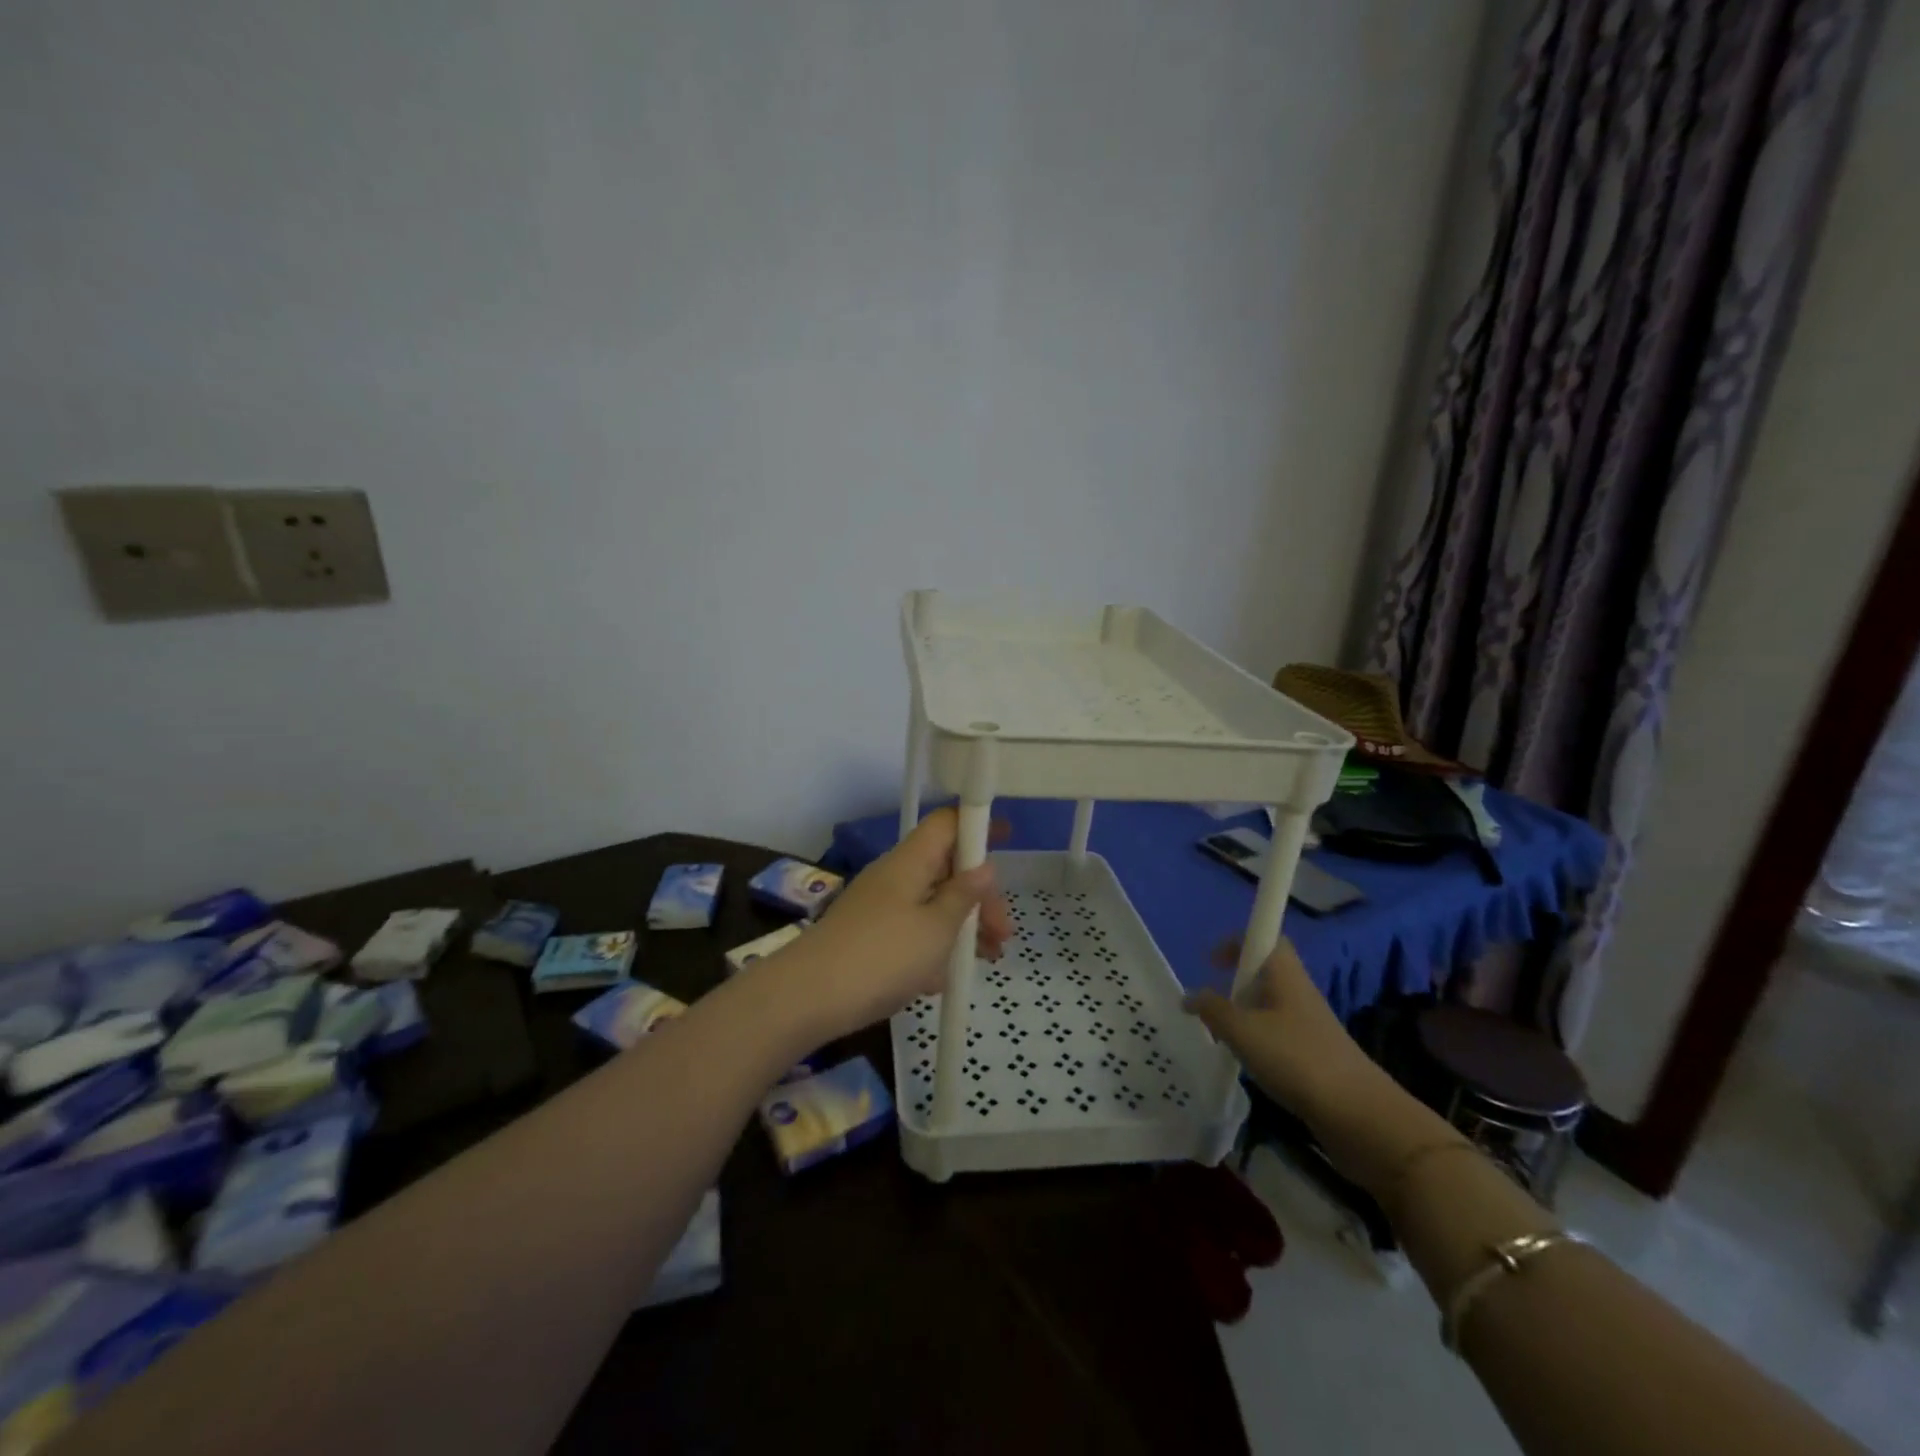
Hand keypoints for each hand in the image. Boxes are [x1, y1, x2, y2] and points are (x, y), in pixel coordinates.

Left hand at [778, 809, 1011, 1040]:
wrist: (807, 998)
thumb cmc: (882, 957)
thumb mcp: (936, 929)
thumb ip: (963, 896)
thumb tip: (984, 866)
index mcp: (911, 861)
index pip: (946, 824)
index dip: (977, 825)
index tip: (1009, 839)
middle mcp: (894, 876)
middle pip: (946, 868)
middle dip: (979, 895)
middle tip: (1002, 934)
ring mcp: (879, 906)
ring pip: (932, 903)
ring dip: (962, 925)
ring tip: (987, 959)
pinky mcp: (869, 936)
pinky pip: (912, 930)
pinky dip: (934, 947)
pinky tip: (943, 980)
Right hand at [1183, 938, 1378, 1125]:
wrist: (1357, 1113)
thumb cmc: (1295, 1057)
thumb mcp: (1241, 1030)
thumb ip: (1211, 1009)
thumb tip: (1189, 996)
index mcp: (1284, 973)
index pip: (1265, 936)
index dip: (1238, 941)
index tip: (1213, 961)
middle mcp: (1298, 990)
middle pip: (1265, 971)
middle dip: (1236, 981)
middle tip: (1212, 1002)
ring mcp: (1309, 1023)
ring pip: (1270, 1004)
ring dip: (1244, 1013)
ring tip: (1224, 1035)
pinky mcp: (1314, 1052)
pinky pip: (1278, 1031)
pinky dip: (1258, 1038)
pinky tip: (1247, 1060)